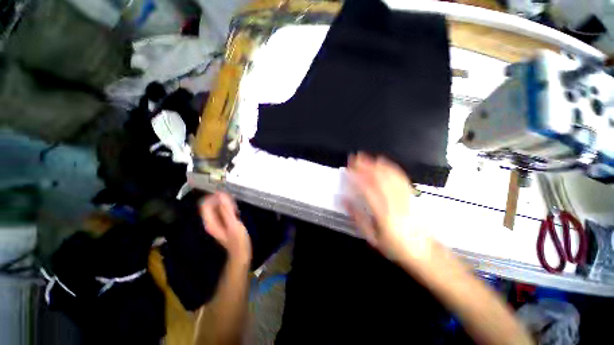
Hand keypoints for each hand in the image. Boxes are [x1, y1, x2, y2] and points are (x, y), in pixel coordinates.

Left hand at [200, 192, 251, 264]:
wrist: (241, 252)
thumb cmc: (237, 240)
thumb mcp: (233, 224)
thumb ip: (227, 210)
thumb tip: (222, 195)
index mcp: (211, 222)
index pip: (205, 205)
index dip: (213, 197)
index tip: (225, 195)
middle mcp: (211, 221)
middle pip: (210, 205)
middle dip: (220, 200)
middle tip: (232, 200)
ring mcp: (217, 222)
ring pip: (217, 208)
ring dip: (224, 204)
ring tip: (235, 205)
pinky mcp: (223, 223)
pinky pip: (222, 211)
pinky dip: (228, 208)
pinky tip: (235, 210)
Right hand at [344, 153, 433, 268]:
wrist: (424, 252)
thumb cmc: (395, 246)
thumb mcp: (372, 237)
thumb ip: (357, 217)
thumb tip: (344, 199)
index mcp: (384, 215)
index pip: (368, 190)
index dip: (357, 178)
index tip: (348, 170)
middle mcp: (396, 204)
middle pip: (380, 179)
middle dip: (365, 166)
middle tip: (354, 158)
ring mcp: (406, 198)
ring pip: (390, 176)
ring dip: (376, 164)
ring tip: (365, 157)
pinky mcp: (412, 195)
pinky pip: (400, 177)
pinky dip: (390, 167)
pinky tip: (382, 162)